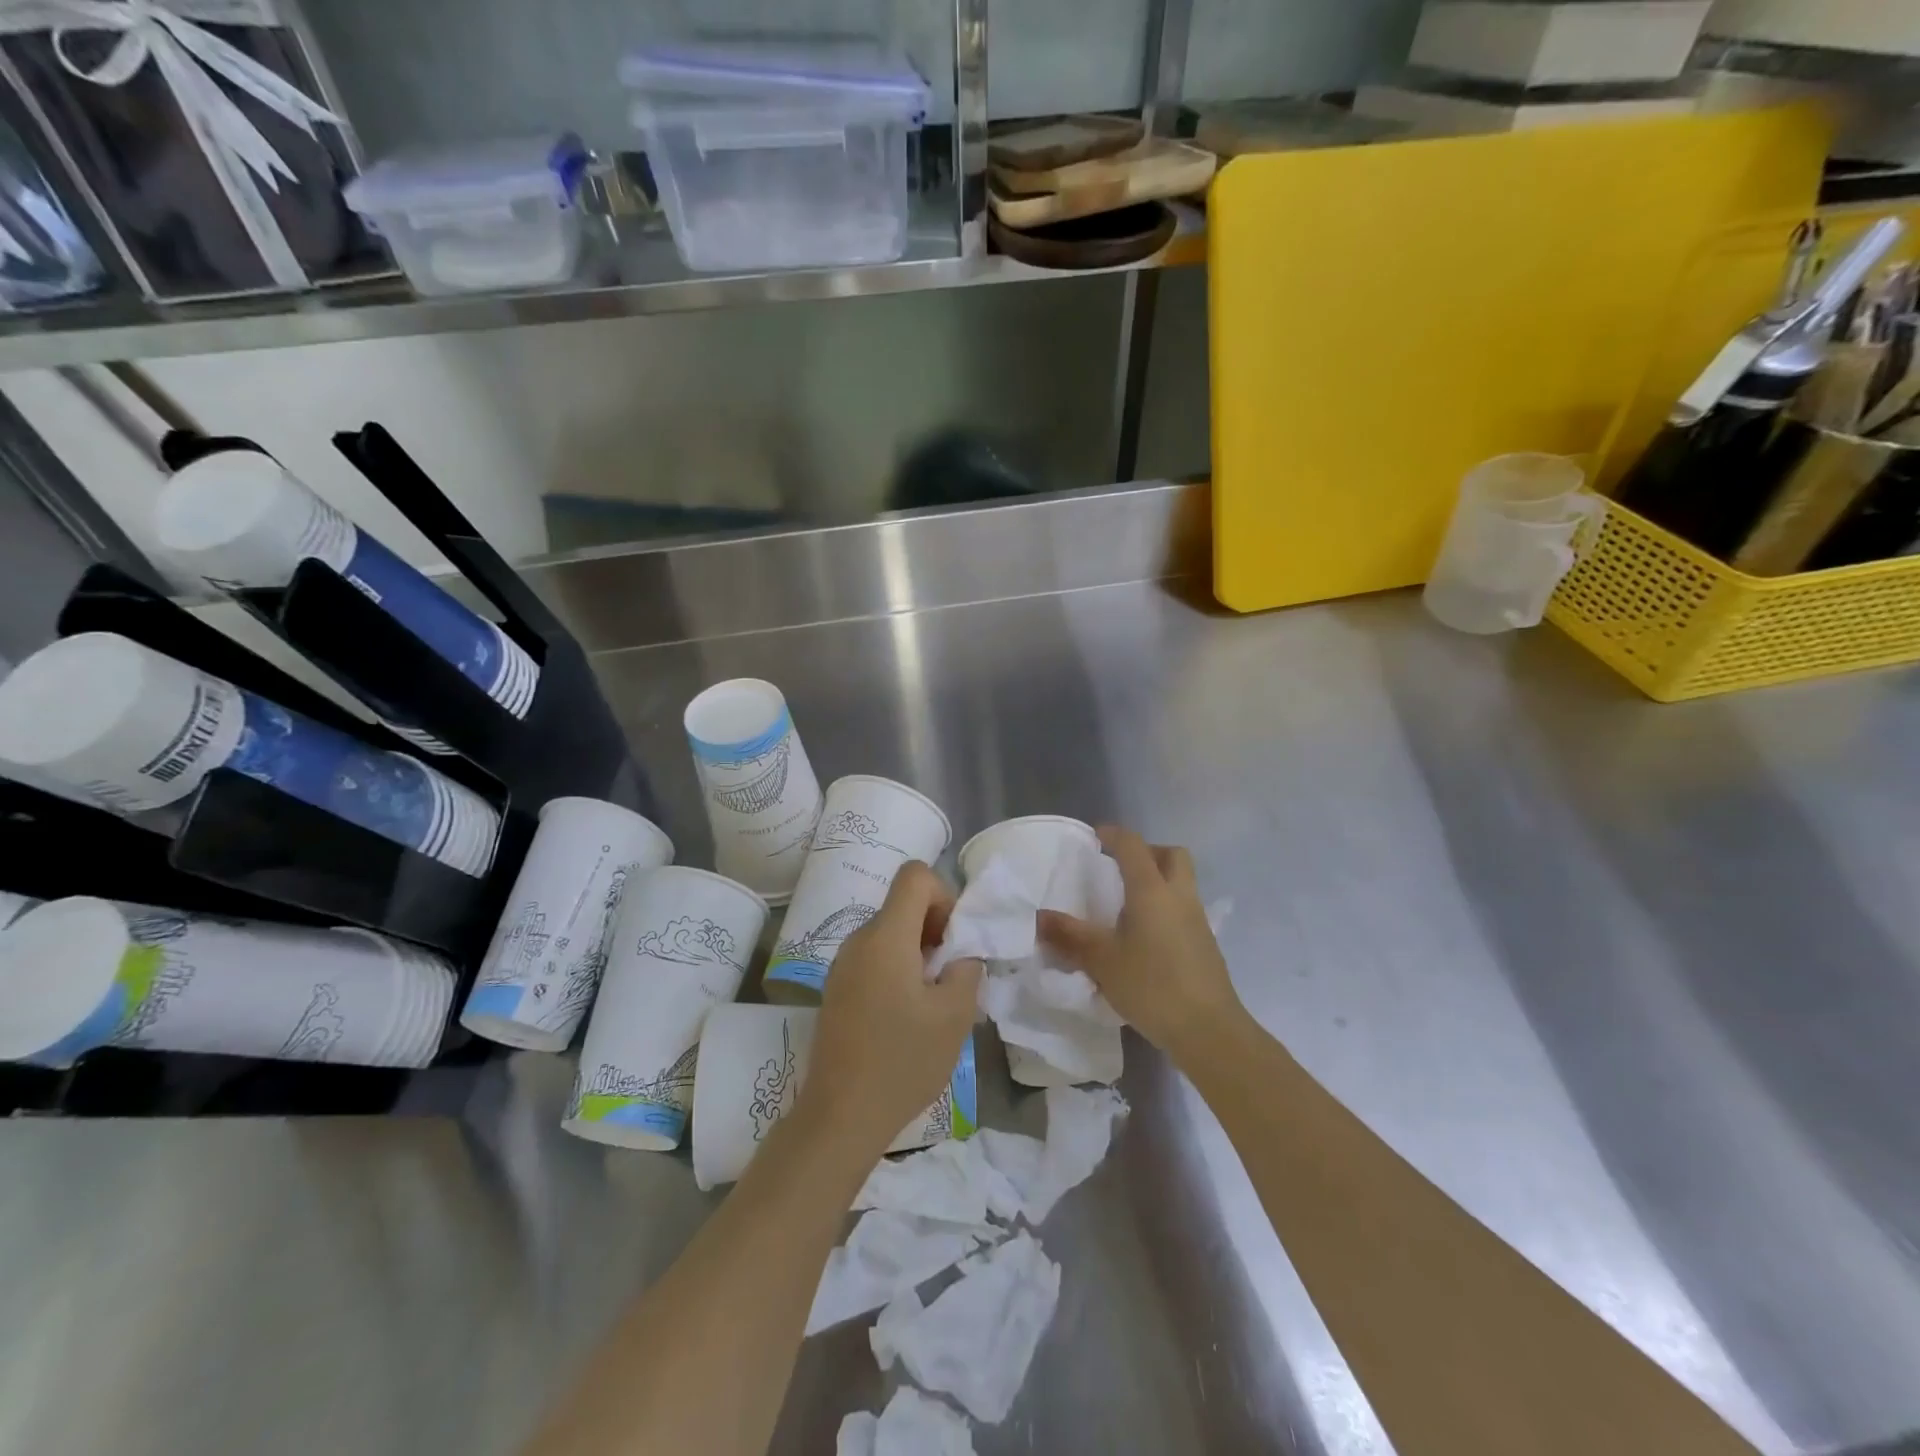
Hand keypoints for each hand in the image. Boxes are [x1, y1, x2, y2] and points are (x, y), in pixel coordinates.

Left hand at [795, 862, 982, 1159]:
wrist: (840, 1115)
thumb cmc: (902, 1061)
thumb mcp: (954, 1015)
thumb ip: (967, 968)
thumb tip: (962, 954)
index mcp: (885, 936)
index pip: (915, 875)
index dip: (944, 895)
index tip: (954, 939)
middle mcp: (859, 939)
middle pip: (903, 904)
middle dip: (936, 928)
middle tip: (952, 974)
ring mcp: (843, 964)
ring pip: (890, 932)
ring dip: (919, 952)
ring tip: (933, 1000)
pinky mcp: (838, 988)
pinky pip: (875, 958)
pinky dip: (899, 969)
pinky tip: (908, 1015)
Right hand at [1038, 825, 1242, 1063]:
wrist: (1209, 1030)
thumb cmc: (1152, 986)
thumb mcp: (1102, 961)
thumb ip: (1070, 936)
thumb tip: (1040, 917)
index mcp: (1152, 890)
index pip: (1133, 846)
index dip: (1114, 834)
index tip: (1095, 837)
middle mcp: (1179, 896)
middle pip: (1171, 855)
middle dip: (1147, 852)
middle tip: (1120, 867)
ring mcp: (1198, 920)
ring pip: (1181, 882)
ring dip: (1158, 881)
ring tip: (1127, 905)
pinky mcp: (1205, 944)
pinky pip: (1184, 909)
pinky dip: (1165, 909)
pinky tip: (1145, 938)